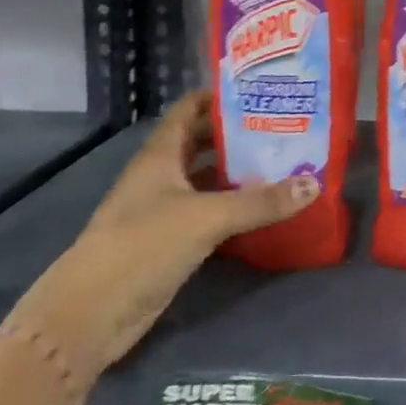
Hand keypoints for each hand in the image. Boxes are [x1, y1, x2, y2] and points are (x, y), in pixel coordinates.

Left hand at [3, 90, 316, 393]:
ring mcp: (162, 210)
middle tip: (283, 126)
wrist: (91, 314)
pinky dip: (232, 206)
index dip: (218, 97)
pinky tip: (263, 207)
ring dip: (237, 171)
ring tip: (282, 162)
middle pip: (201, 143)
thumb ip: (261, 201)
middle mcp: (160, 176)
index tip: (259, 91)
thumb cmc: (143, 246)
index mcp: (160, 156)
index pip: (188, 110)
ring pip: (205, 179)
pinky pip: (207, 212)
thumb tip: (314, 183)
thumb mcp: (207, 217)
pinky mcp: (169, 241)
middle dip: (237, 134)